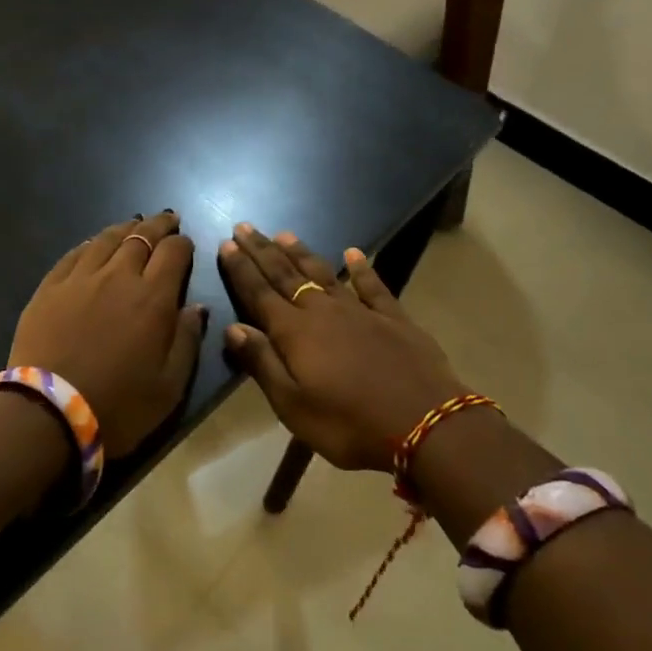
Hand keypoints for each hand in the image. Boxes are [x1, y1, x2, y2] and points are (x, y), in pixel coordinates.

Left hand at [8, 211, 206, 459]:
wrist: (49, 413)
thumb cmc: (119, 405)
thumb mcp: (170, 386)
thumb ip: (187, 340)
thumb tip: (196, 307)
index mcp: (153, 298)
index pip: (174, 253)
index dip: (183, 244)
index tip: (187, 244)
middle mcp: (119, 276)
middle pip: (142, 237)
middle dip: (159, 226)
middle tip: (167, 220)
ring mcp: (80, 278)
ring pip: (107, 239)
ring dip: (125, 228)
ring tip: (135, 224)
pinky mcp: (50, 287)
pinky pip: (74, 254)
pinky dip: (91, 243)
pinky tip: (94, 243)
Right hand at [219, 224, 466, 472]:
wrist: (425, 423)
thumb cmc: (349, 424)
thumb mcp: (293, 406)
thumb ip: (262, 363)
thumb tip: (233, 327)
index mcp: (294, 333)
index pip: (259, 293)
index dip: (241, 269)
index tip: (226, 244)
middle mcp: (323, 312)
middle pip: (286, 275)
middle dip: (262, 251)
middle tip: (244, 226)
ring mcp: (361, 311)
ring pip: (323, 273)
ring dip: (301, 253)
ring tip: (283, 234)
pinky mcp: (394, 318)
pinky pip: (373, 286)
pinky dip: (361, 269)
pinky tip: (353, 253)